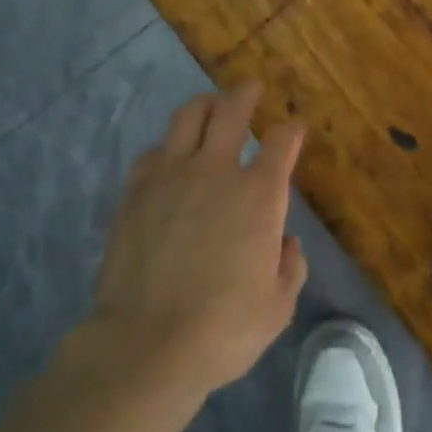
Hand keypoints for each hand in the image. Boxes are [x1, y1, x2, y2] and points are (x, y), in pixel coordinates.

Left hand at [89, 82, 307, 400]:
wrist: (146, 343)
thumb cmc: (223, 329)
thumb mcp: (277, 307)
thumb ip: (289, 268)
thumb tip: (286, 243)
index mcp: (259, 194)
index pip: (282, 141)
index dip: (292, 130)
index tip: (294, 128)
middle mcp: (217, 171)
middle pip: (232, 110)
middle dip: (245, 93)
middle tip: (250, 87)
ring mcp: (172, 176)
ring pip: (188, 117)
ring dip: (204, 105)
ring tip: (210, 105)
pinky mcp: (136, 191)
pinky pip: (153, 152)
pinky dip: (167, 148)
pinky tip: (168, 157)